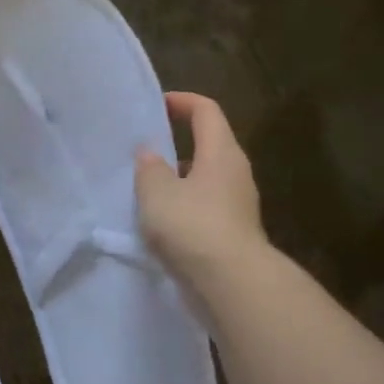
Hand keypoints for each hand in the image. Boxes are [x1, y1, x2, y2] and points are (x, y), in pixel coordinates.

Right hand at [135, 93, 268, 292]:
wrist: (230, 281)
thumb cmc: (192, 225)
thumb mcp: (156, 192)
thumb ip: (149, 168)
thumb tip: (149, 152)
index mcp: (221, 152)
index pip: (206, 112)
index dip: (183, 102)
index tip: (158, 104)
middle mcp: (235, 172)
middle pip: (209, 144)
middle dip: (178, 142)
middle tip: (145, 149)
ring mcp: (237, 203)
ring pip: (205, 178)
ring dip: (179, 177)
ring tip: (146, 188)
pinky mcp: (232, 230)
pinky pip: (205, 206)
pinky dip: (184, 205)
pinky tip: (161, 220)